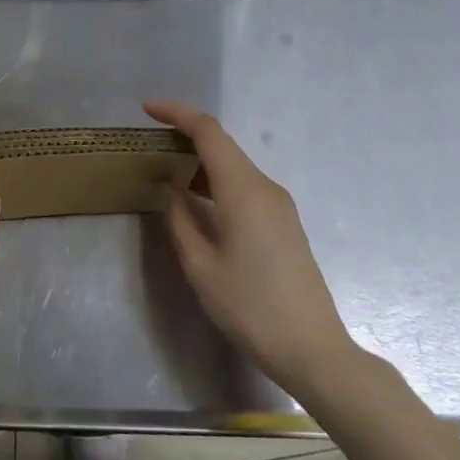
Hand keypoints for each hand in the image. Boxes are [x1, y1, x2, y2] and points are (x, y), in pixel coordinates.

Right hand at [146, 101, 356, 393]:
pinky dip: (215, 179)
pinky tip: (196, 197)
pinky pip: (244, 184)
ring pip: (233, 164)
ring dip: (200, 159)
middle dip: (185, 134)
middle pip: (222, 144)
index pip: (208, 132)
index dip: (177, 114)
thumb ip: (179, 219)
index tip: (147, 109)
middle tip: (149, 143)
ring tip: (165, 168)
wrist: (313, 350)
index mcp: (244, 191)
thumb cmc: (251, 308)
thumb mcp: (201, 267)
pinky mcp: (283, 221)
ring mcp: (278, 204)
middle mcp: (265, 187)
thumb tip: (169, 187)